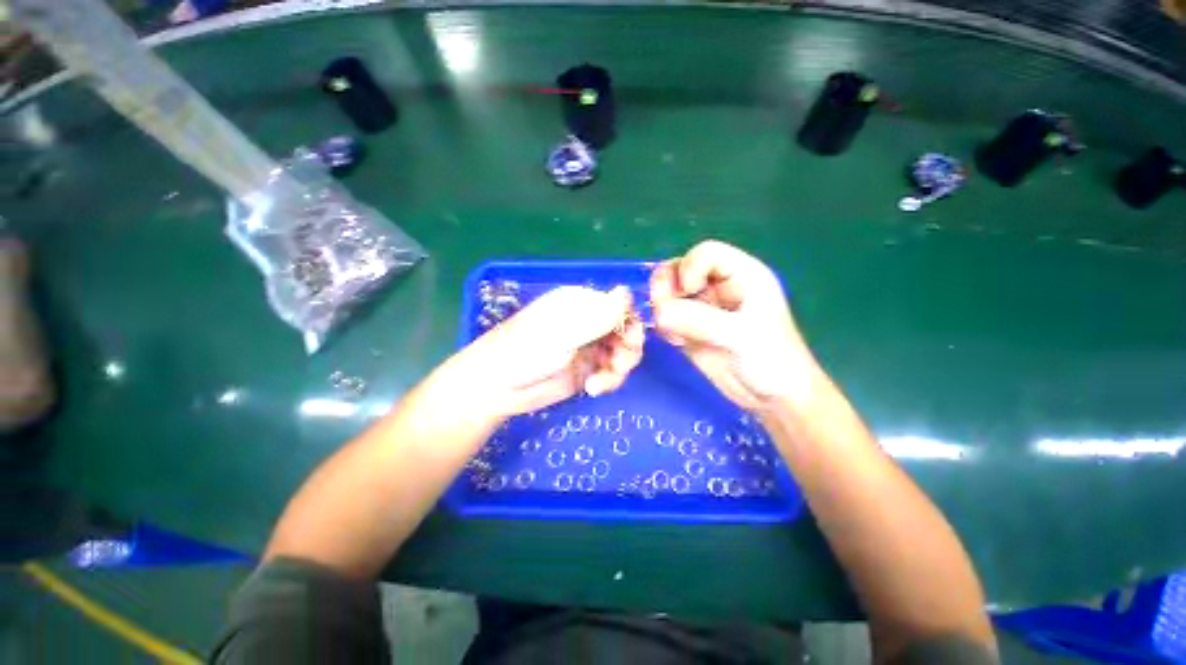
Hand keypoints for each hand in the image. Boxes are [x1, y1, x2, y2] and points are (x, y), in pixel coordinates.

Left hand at [451, 285, 644, 418]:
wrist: (497, 387)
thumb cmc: (525, 351)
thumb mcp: (564, 332)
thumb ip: (598, 316)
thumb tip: (627, 290)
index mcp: (582, 304)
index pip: (620, 305)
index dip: (631, 322)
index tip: (628, 340)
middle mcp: (589, 323)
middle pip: (626, 331)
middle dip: (628, 350)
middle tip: (619, 366)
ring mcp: (589, 347)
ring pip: (622, 354)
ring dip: (618, 369)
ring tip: (599, 384)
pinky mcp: (587, 370)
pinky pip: (612, 373)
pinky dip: (609, 381)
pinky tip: (592, 388)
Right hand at [650, 240, 816, 411]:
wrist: (771, 397)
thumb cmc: (771, 360)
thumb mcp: (739, 336)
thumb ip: (698, 320)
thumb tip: (658, 312)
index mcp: (741, 275)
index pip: (704, 253)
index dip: (689, 268)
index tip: (686, 293)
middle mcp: (718, 286)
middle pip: (679, 269)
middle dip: (668, 288)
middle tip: (667, 313)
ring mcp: (702, 307)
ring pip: (668, 293)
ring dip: (663, 310)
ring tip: (675, 333)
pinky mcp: (690, 327)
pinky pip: (666, 316)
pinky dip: (664, 327)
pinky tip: (677, 342)